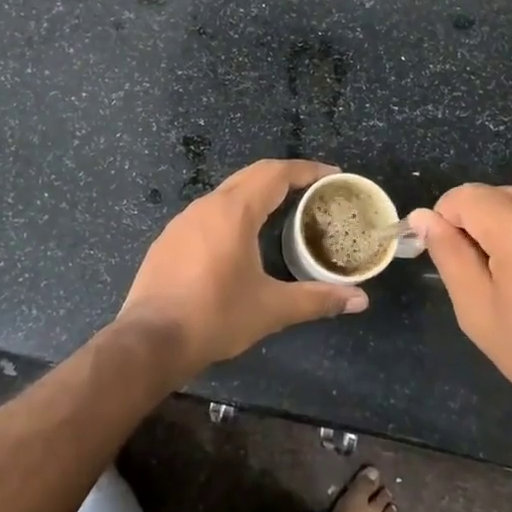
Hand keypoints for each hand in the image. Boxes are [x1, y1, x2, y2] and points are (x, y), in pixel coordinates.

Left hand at [115, 159, 367, 379]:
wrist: (150, 340)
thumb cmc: (215, 317)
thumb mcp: (271, 309)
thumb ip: (317, 299)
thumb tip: (360, 300)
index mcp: (234, 212)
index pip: (276, 174)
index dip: (307, 170)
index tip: (332, 174)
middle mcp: (207, 205)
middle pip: (251, 176)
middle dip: (284, 177)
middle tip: (312, 190)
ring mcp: (183, 221)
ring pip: (227, 193)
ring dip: (256, 194)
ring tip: (282, 211)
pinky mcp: (169, 239)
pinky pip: (208, 212)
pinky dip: (233, 212)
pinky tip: (241, 238)